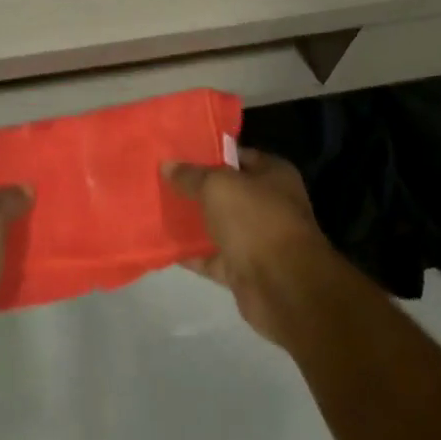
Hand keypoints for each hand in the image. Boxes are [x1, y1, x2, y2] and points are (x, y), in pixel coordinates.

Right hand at [164, 148, 340, 349]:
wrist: (283, 287)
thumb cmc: (256, 220)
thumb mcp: (218, 187)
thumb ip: (191, 175)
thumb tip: (167, 165)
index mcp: (273, 174)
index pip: (237, 155)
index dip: (209, 152)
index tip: (178, 152)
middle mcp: (269, 204)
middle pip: (226, 192)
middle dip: (197, 188)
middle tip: (162, 179)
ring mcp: (258, 239)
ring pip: (219, 225)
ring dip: (193, 222)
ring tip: (157, 209)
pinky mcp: (245, 270)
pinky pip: (213, 258)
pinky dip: (193, 254)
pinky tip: (165, 245)